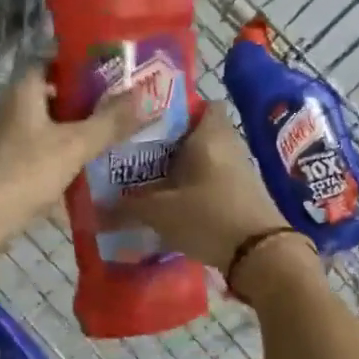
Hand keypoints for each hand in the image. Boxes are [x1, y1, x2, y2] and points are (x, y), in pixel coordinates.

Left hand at [0, 68, 143, 241]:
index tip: (112, 73)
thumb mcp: (77, 143)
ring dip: (73, 128)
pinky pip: (40, 148)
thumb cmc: (30, 170)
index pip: (53, 63)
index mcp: (24, 91)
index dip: (81, 66)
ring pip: (47, 124)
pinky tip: (83, 163)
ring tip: (108, 134)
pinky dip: (60, 151)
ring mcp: (5, 136)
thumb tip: (146, 95)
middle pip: (52, 95)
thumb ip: (112, 120)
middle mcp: (11, 107)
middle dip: (83, 100)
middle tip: (118, 106)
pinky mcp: (6, 163)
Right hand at [103, 104, 286, 271]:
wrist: (261, 255)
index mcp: (209, 135)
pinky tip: (175, 204)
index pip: (202, 104)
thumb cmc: (209, 217)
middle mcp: (229, 145)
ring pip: (207, 158)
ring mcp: (241, 170)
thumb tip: (97, 210)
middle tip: (141, 155)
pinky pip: (215, 180)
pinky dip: (197, 187)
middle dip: (172, 143)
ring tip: (152, 180)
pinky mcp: (245, 194)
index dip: (178, 110)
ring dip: (185, 168)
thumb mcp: (161, 213)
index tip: (151, 123)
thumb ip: (128, 207)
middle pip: (199, 133)